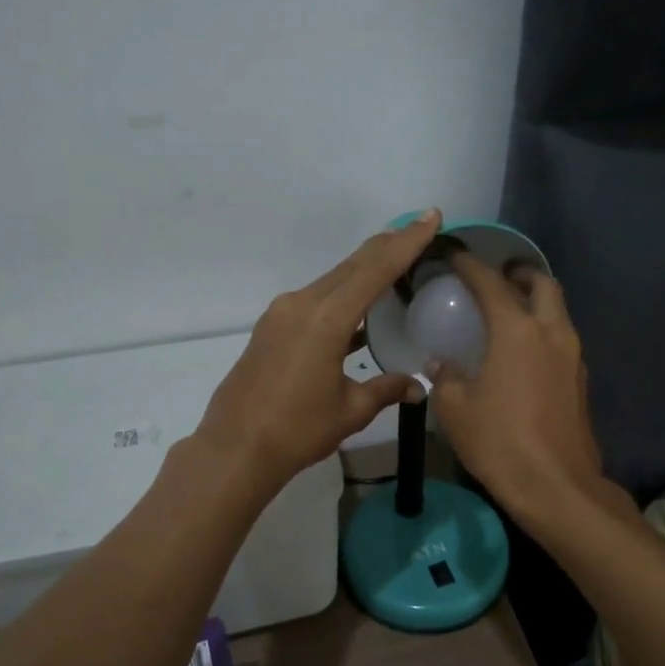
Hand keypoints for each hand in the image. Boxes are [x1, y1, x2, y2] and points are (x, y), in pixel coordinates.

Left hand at [196, 211, 441, 487]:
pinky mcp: (271, 327)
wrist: (235, 448)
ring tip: (396, 260)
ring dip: (363, 269)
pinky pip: (315, 299)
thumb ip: (385, 389)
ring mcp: (282, 314)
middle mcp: (301, 304)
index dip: (406, 242)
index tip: (430, 217)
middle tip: (419, 228)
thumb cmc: (297, 431)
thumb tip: (416, 387)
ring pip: (332, 280)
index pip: (375, 270)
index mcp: (326, 319)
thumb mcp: (350, 410)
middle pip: (352, 265)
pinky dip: (342, 294)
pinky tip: (359, 307)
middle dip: (387, 245)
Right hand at [430, 254, 611, 528]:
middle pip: (543, 285)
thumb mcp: (455, 409)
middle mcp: (551, 333)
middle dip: (520, 274)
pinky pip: (562, 340)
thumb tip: (442, 364)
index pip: (491, 284)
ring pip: (558, 312)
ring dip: (536, 303)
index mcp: (517, 331)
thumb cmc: (499, 441)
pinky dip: (543, 332)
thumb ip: (446, 377)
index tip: (456, 256)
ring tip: (508, 313)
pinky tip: (522, 352)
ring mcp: (573, 357)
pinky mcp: (581, 382)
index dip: (471, 266)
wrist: (555, 486)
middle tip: (497, 278)